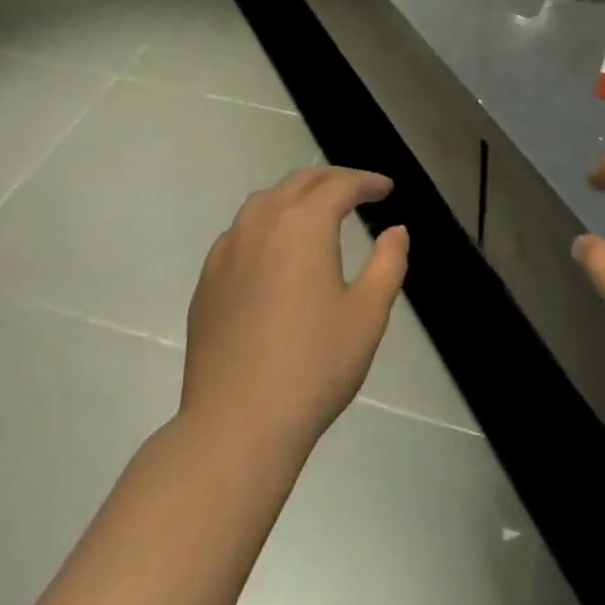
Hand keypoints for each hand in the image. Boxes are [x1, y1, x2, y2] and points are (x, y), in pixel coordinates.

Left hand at [181, 167, 406, 458]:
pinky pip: (241, 231)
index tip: (387, 189)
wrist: (236, 424)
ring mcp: (228, 249)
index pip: (340, 185)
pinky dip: (266, 223)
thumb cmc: (313, 367)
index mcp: (304, 224)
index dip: (367, 182)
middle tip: (358, 192)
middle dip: (332, 180)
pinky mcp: (208, 279)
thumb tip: (396, 231)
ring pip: (265, 201)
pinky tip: (275, 250)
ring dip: (296, 196)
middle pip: (300, 182)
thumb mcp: (367, 315)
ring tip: (317, 212)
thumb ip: (388, 264)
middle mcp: (262, 223)